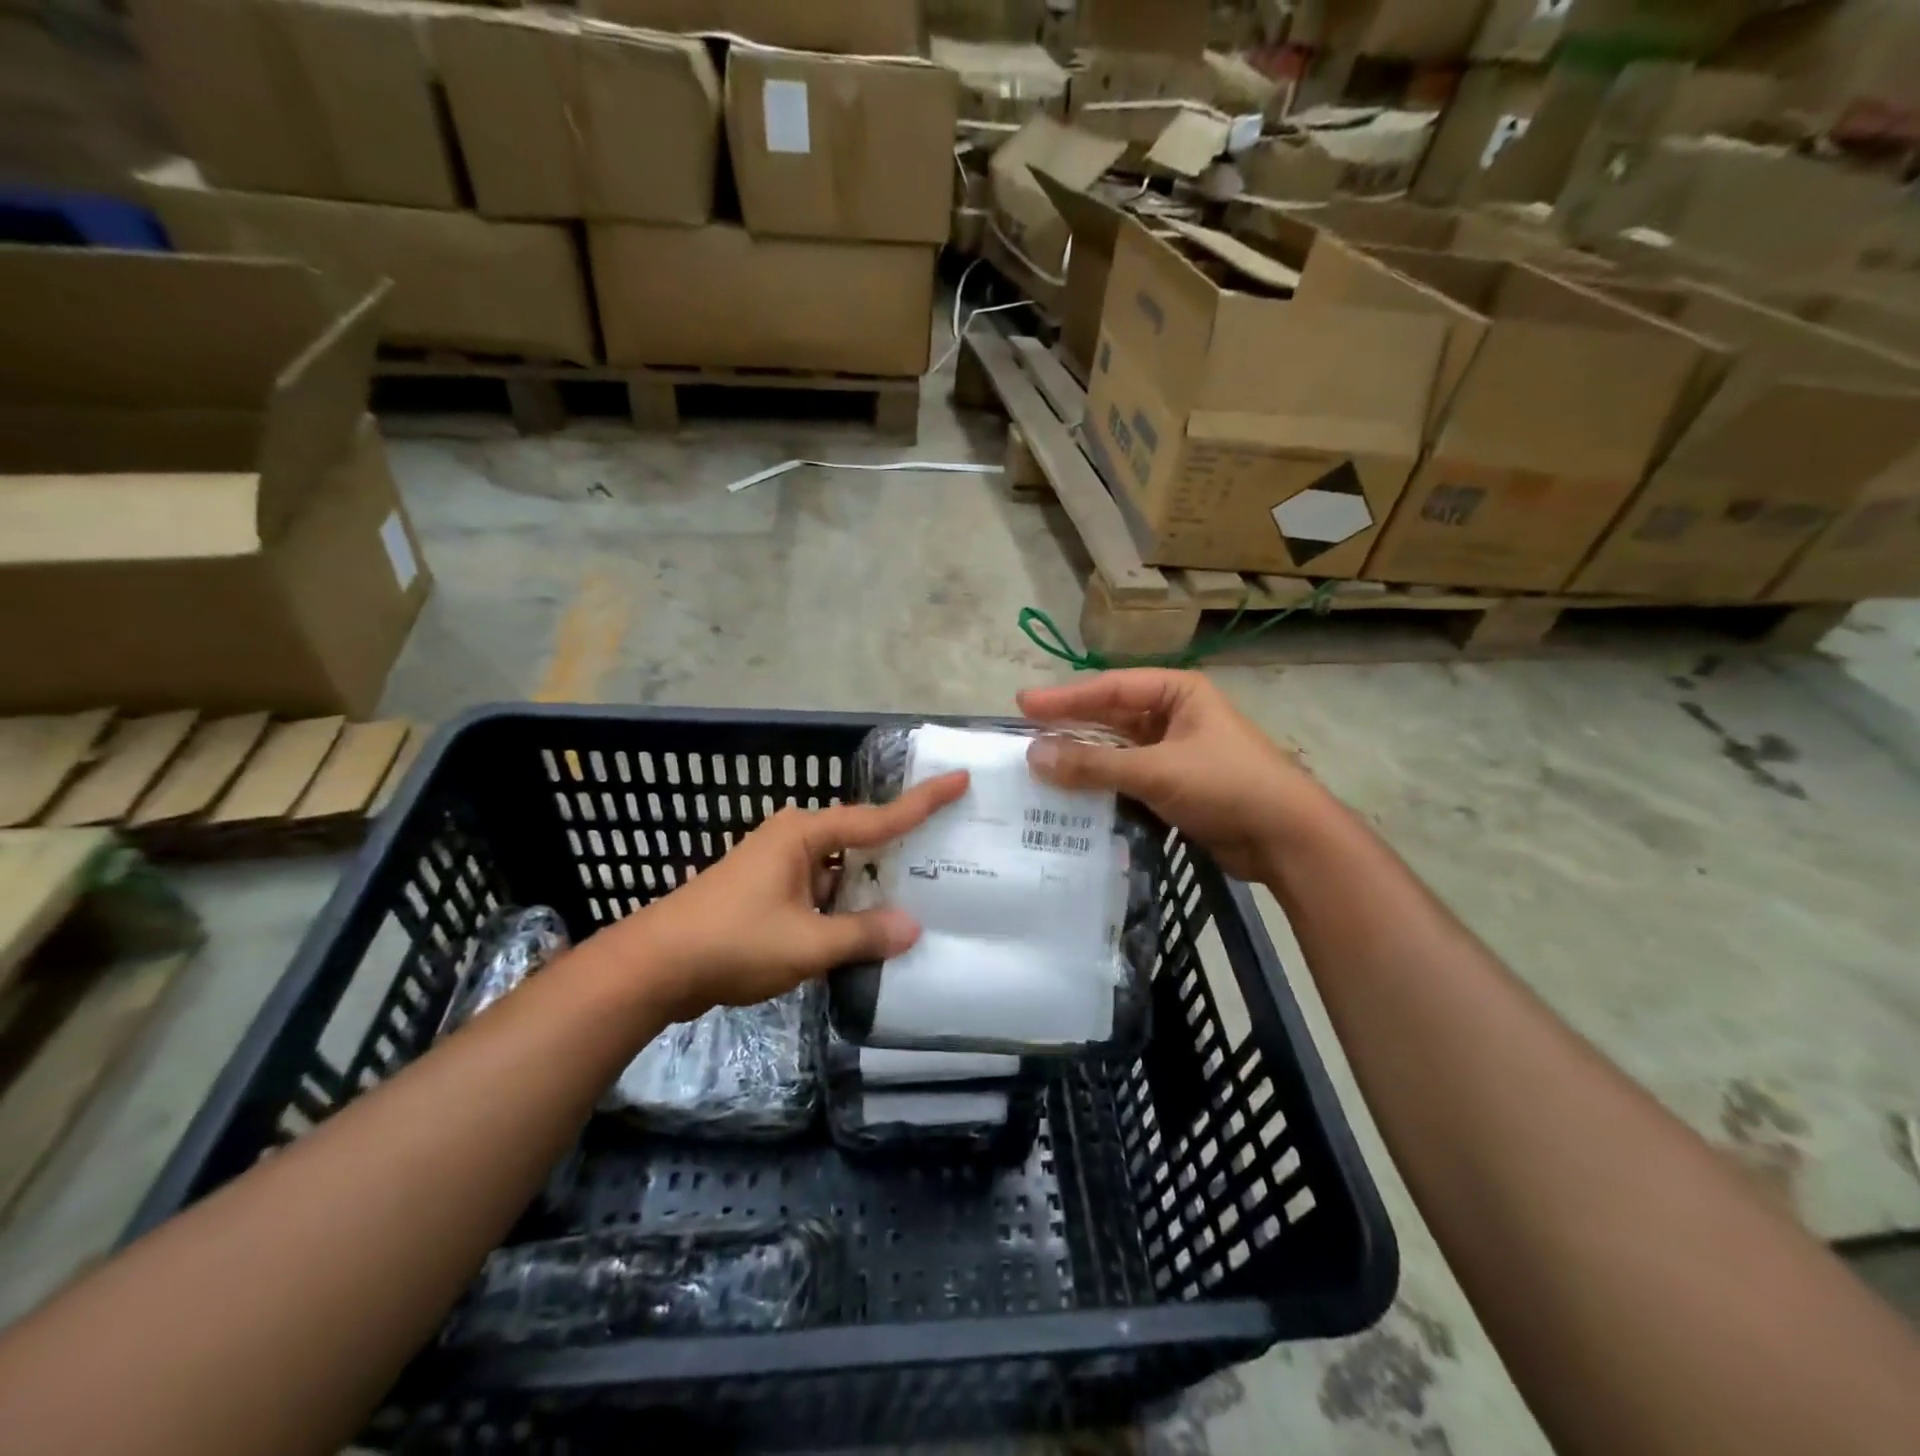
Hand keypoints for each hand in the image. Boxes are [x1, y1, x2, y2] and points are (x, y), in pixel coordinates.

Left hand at [616, 771, 968, 1021]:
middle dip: (900, 851)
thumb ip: (862, 936)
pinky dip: (845, 907)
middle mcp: (794, 839)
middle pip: (861, 840)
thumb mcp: (806, 943)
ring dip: (870, 888)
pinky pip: (821, 891)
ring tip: (922, 898)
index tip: (960, 779)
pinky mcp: (768, 893)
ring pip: (841, 871)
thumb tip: (912, 928)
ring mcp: (778, 866)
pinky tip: (870, 929)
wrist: (654, 967)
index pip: (878, 816)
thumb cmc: (732, 941)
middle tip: (951, 853)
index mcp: (804, 834)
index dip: (923, 802)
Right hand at [1018, 670, 1322, 882]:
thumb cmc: (1227, 785)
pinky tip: (1070, 792)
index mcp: (1178, 693)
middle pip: (1111, 716)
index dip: (1065, 697)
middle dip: (1070, 726)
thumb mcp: (1157, 770)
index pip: (1111, 688)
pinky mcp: (1175, 786)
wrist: (1286, 839)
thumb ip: (1094, 765)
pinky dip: (1100, 783)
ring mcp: (1175, 752)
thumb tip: (1032, 756)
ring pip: (1117, 749)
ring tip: (1039, 764)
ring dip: (1083, 757)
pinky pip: (1127, 777)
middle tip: (1025, 733)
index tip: (1023, 706)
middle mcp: (1175, 716)